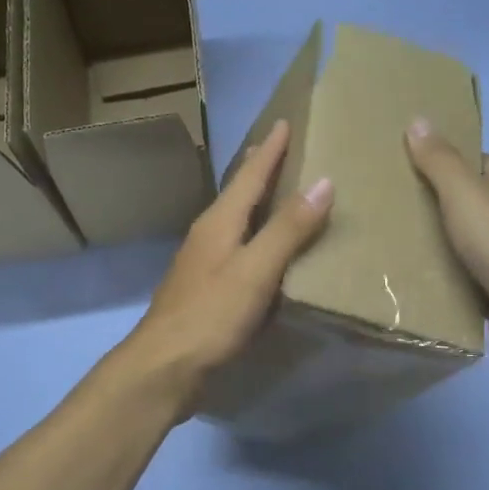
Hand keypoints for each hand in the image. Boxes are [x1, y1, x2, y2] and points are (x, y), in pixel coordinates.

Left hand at [119, 120, 332, 411]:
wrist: (165, 367)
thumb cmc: (210, 315)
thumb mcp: (255, 270)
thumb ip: (288, 229)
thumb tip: (323, 182)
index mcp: (219, 222)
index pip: (249, 175)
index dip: (270, 149)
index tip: (286, 122)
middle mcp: (208, 235)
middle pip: (238, 194)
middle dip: (260, 170)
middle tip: (283, 148)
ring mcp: (204, 264)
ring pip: (236, 221)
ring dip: (258, 204)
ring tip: (281, 193)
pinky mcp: (207, 290)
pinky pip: (238, 250)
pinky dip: (257, 238)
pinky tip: (267, 252)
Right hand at [405, 118, 488, 369]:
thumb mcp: (465, 193)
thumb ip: (439, 161)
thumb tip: (418, 120)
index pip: (476, 165)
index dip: (442, 165)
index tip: (405, 172)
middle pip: (471, 206)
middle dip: (436, 209)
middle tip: (392, 211)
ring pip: (468, 245)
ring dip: (440, 248)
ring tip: (396, 246)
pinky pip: (470, 279)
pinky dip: (449, 280)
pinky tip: (419, 281)